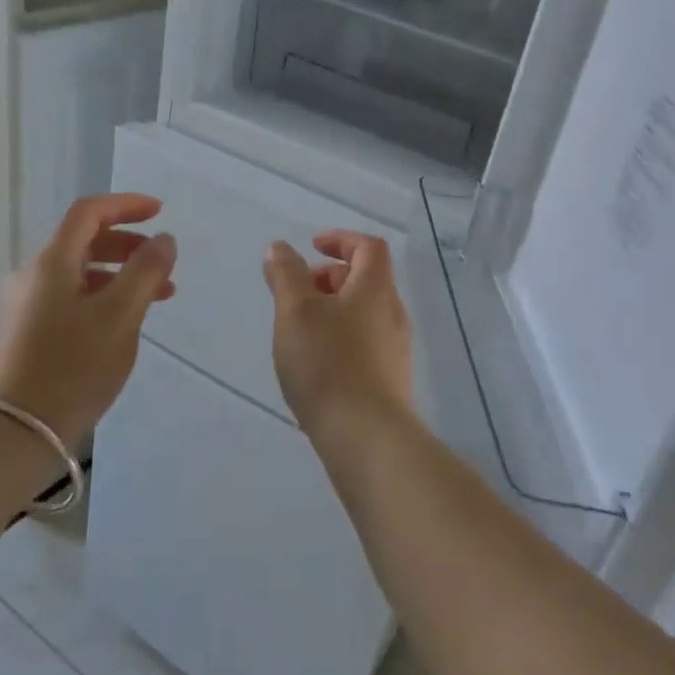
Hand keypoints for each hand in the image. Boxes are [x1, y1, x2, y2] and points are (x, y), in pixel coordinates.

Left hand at [0, 194, 177, 446]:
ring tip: (157, 299)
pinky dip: (104, 299)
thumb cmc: (72, 367)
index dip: (126, 205)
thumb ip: (146, 272)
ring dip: (121, 276)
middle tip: (164, 264)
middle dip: (129, 245)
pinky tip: (124, 326)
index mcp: (53, 262)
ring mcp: (27, 307)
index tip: (160, 212)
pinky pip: (73, 300)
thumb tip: (164, 239)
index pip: (89, 213)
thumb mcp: (120, 315)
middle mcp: (34, 277)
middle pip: (84, 242)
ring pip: (81, 274)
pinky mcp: (27, 335)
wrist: (11, 432)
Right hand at [263, 232, 413, 439]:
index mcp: (376, 289)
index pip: (369, 247)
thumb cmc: (328, 363)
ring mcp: (395, 348)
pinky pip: (365, 341)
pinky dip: (340, 336)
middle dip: (331, 277)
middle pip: (367, 280)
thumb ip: (286, 275)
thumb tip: (280, 248)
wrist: (364, 435)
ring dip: (333, 308)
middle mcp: (393, 313)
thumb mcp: (296, 312)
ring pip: (364, 313)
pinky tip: (316, 362)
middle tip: (299, 292)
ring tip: (300, 329)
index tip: (312, 247)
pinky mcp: (389, 378)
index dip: (341, 239)